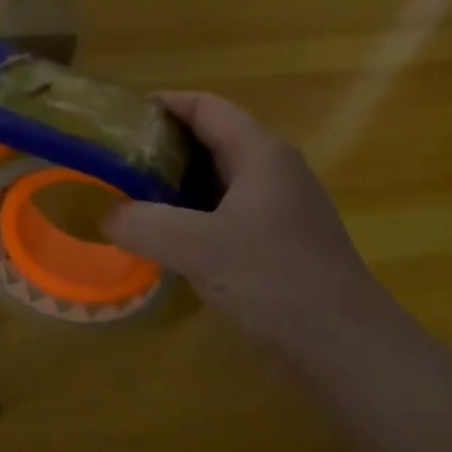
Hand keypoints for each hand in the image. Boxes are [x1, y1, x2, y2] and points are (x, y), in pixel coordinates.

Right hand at [104, 93, 385, 344]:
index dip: (162, 104)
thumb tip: (107, 215)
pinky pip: (223, 217)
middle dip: (160, 148)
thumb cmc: (273, 279)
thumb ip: (142, 223)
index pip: (206, 107)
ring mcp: (278, 211)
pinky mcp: (276, 245)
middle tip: (114, 162)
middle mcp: (272, 173)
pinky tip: (161, 241)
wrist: (343, 347)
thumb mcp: (195, 246)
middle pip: (209, 142)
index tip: (118, 118)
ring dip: (172, 187)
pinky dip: (189, 219)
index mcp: (260, 155)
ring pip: (215, 183)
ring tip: (126, 199)